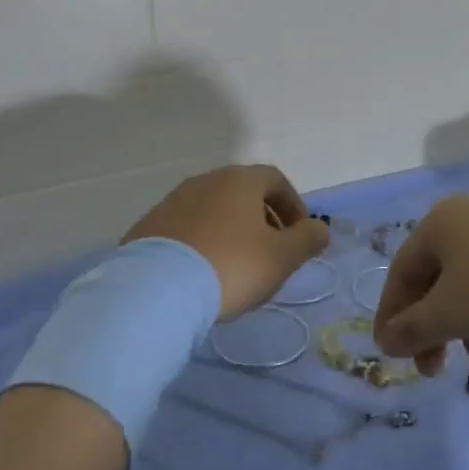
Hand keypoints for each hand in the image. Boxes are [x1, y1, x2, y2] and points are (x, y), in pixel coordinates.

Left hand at [123, 165, 329, 319]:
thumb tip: (319, 228)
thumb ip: (307, 239)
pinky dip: (202, 242)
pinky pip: (186, 229)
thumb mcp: (281, 257)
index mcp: (239, 180)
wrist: (157, 289)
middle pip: (242, 193)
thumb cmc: (231, 266)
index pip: (275, 180)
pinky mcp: (149, 227)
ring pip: (213, 210)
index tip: (300, 235)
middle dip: (262, 219)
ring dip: (231, 231)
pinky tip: (203, 273)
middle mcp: (205, 181)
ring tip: (236, 267)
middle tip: (270, 253)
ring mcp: (172, 201)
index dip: (293, 205)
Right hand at [372, 195, 468, 374]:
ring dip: (466, 328)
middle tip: (434, 370)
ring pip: (468, 286)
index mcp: (438, 224)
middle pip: (434, 281)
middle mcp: (466, 218)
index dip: (392, 317)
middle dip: (432, 330)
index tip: (391, 357)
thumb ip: (412, 329)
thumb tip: (385, 341)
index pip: (400, 274)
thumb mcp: (452, 314)